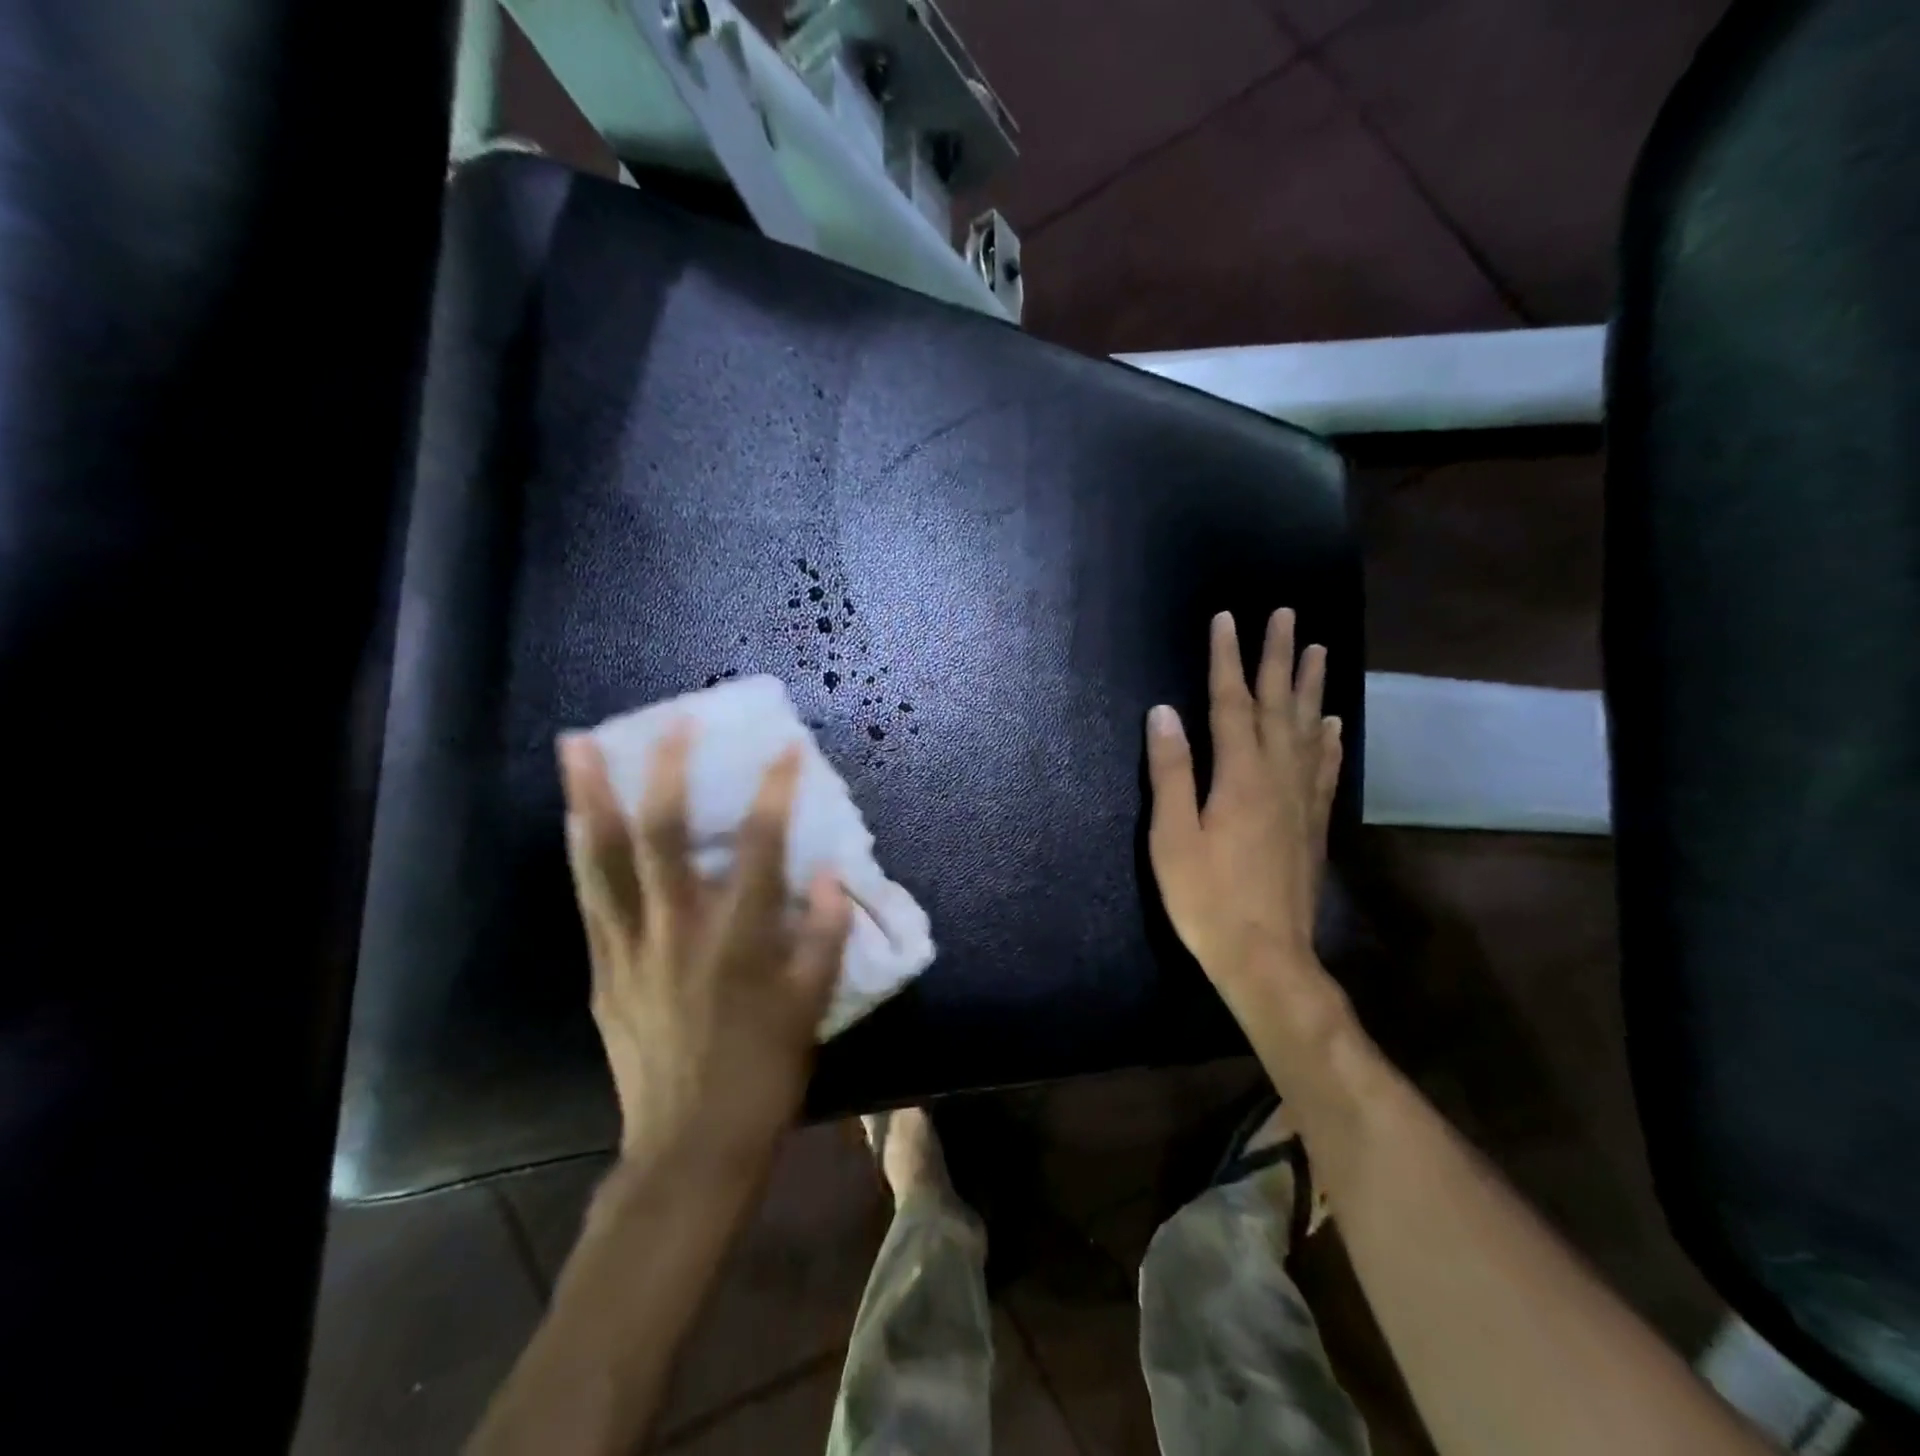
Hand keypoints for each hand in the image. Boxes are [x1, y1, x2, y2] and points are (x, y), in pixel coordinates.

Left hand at [557, 726, 851, 1187]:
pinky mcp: (603, 971)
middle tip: (667, 721)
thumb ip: (826, 937)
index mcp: (739, 941)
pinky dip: (582, 853)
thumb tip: (835, 877)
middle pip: (663, 837)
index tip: (787, 747)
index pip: (763, 848)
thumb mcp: (812, 1008)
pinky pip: (589, 900)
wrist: (689, 1149)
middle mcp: (679, 931)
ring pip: (604, 861)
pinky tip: (575, 821)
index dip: (776, 792)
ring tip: (578, 748)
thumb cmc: (763, 1075)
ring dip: (590, 800)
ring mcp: (630, 949)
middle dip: (666, 773)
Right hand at [1146, 609, 1342, 1016]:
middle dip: (1279, 657)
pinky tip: (1333, 724)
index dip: (1228, 659)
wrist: (1267, 957)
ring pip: (1309, 730)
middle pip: (1279, 706)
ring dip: (1310, 688)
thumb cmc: (1207, 899)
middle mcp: (1279, 777)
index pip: (1232, 703)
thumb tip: (1164, 713)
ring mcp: (1302, 800)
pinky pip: (1325, 769)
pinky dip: (1329, 740)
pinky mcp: (1313, 824)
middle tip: (1287, 615)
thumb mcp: (1172, 837)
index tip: (1227, 619)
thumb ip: (1171, 772)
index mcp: (1240, 776)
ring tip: (1318, 651)